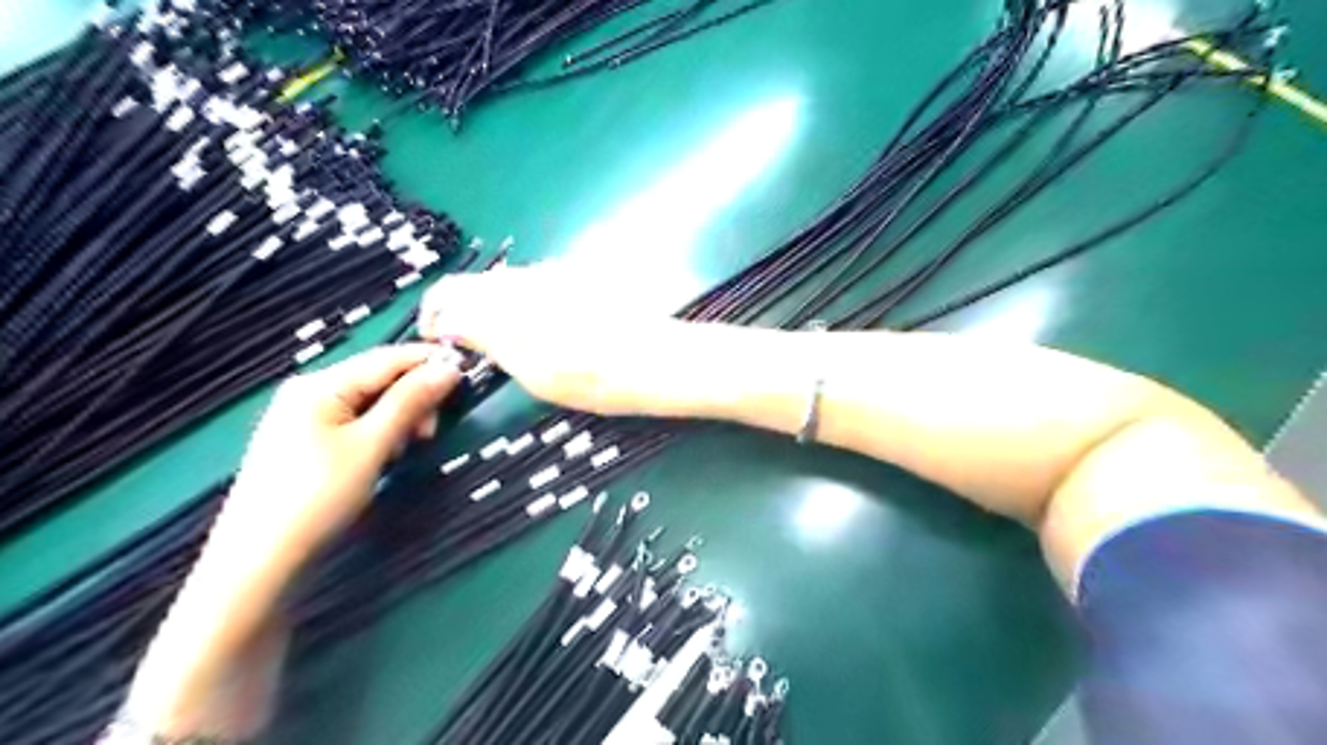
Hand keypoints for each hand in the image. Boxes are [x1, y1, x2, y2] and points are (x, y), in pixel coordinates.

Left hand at [122, 343, 461, 737]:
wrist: (259, 560)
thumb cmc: (317, 496)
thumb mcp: (372, 445)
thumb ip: (410, 401)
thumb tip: (449, 368)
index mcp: (321, 384)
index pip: (387, 358)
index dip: (429, 362)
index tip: (467, 374)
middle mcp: (311, 391)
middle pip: (379, 378)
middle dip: (413, 398)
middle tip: (431, 431)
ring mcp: (306, 417)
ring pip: (371, 402)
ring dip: (400, 418)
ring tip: (408, 448)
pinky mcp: (308, 441)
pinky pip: (357, 422)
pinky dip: (380, 433)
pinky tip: (386, 455)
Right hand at [415, 261, 689, 415]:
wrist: (653, 359)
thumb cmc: (591, 377)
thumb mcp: (530, 370)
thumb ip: (487, 338)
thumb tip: (451, 323)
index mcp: (506, 301)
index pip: (449, 291)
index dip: (433, 313)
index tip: (435, 338)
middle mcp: (526, 277)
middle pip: (476, 283)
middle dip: (462, 311)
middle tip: (468, 346)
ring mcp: (554, 273)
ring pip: (506, 282)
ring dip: (492, 306)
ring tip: (505, 342)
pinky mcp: (577, 275)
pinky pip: (534, 283)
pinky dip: (522, 302)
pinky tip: (540, 328)